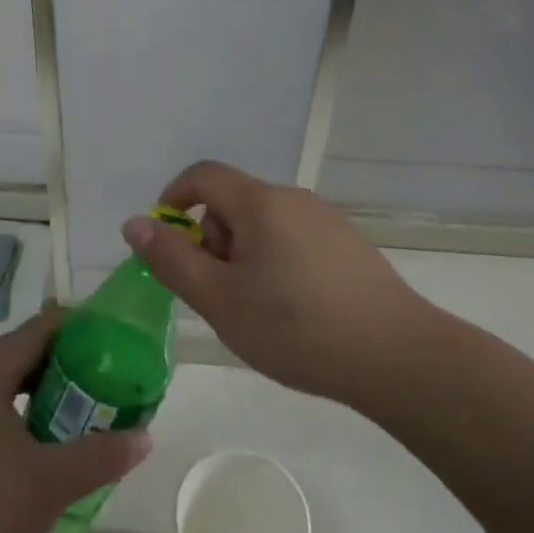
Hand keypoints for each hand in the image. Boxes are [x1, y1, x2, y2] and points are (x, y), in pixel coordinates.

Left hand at [0, 312, 151, 532]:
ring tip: (82, 404)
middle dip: (61, 360)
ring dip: (41, 391)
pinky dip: (22, 415)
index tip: (107, 333)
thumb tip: (144, 436)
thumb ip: (102, 454)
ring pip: (4, 388)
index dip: (71, 326)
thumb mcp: (54, 481)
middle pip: (18, 356)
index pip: (33, 331)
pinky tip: (45, 444)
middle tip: (103, 371)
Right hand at [120, 159, 433, 407]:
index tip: (167, 243)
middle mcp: (293, 199)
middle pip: (233, 203)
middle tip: (220, 295)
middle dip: (213, 241)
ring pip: (264, 225)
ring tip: (258, 311)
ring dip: (244, 257)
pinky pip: (293, 240)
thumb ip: (172, 259)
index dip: (174, 199)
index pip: (202, 175)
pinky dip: (277, 264)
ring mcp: (326, 221)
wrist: (398, 357)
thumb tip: (134, 223)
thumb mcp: (220, 300)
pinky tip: (295, 312)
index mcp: (260, 203)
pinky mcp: (348, 246)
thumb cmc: (296, 328)